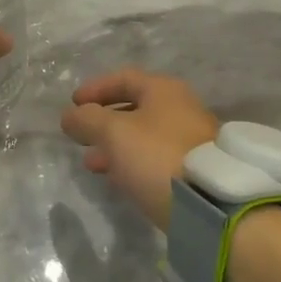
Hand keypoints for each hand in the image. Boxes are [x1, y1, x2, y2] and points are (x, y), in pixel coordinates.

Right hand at [60, 70, 218, 231]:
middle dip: (102, 121)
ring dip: (114, 145)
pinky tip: (117, 178)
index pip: (123, 78)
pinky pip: (154, 157)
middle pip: (133, 107)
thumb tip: (70, 115)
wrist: (210, 203)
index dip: (95, 89)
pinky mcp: (192, 168)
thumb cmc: (157, 155)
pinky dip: (131, 162)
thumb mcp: (114, 133)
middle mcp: (180, 108)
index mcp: (163, 90)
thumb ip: (87, 120)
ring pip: (142, 135)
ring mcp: (189, 139)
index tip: (73, 104)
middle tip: (80, 135)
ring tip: (91, 163)